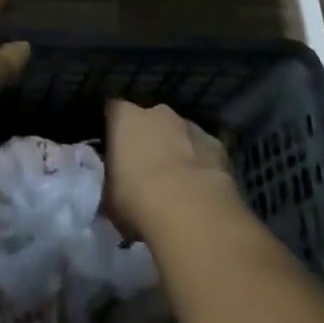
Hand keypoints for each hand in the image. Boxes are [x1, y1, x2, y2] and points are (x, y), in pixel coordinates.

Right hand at [103, 100, 237, 238]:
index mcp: (125, 117)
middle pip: (148, 120)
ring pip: (178, 134)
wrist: (190, 210)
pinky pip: (202, 151)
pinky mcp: (216, 144)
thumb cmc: (137, 199)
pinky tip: (198, 190)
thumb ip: (109, 181)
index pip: (113, 111)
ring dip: (174, 150)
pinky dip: (199, 164)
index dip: (113, 129)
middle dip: (147, 139)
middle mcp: (157, 112)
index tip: (113, 150)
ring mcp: (189, 125)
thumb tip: (114, 184)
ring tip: (174, 184)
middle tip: (144, 171)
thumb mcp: (108, 197)